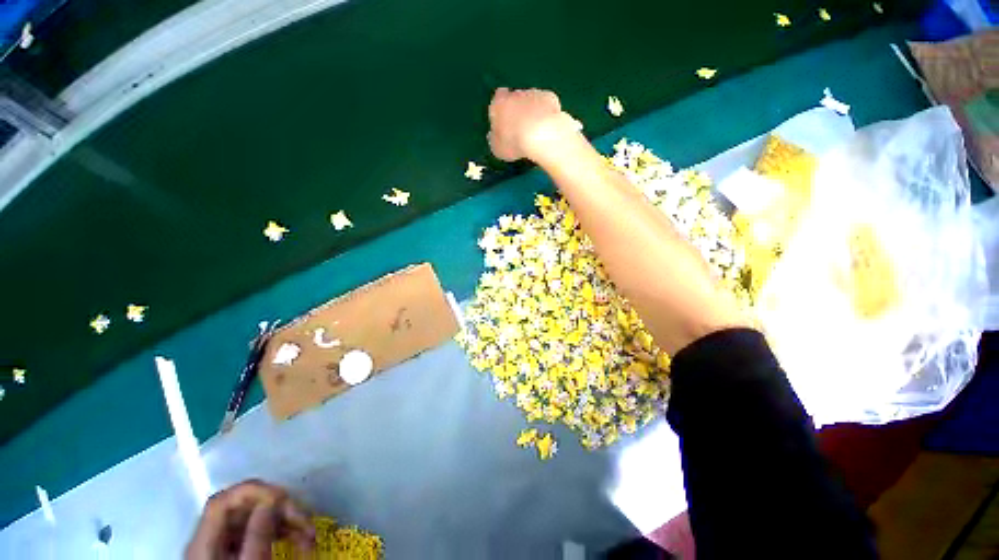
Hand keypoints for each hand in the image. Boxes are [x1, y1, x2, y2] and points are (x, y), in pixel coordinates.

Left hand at [185, 479, 314, 559]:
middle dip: (280, 508)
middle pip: (244, 507)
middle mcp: (212, 539)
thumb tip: (271, 500)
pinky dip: (283, 532)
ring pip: (257, 518)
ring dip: (287, 520)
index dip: (254, 491)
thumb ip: (256, 535)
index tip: (284, 499)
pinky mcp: (237, 553)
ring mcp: (224, 547)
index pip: (223, 501)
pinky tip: (301, 540)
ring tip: (310, 534)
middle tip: (306, 519)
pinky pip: (260, 532)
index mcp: (205, 543)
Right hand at [488, 88, 580, 162]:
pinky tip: (547, 126)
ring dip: (532, 110)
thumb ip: (494, 139)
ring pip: (531, 100)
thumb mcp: (497, 149)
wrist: (542, 135)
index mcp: (499, 104)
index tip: (505, 122)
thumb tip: (493, 135)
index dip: (502, 109)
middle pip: (515, 98)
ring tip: (536, 130)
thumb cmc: (514, 143)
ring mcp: (534, 93)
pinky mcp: (550, 97)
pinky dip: (546, 113)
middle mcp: (515, 94)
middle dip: (517, 109)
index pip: (497, 98)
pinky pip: (546, 104)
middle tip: (521, 128)